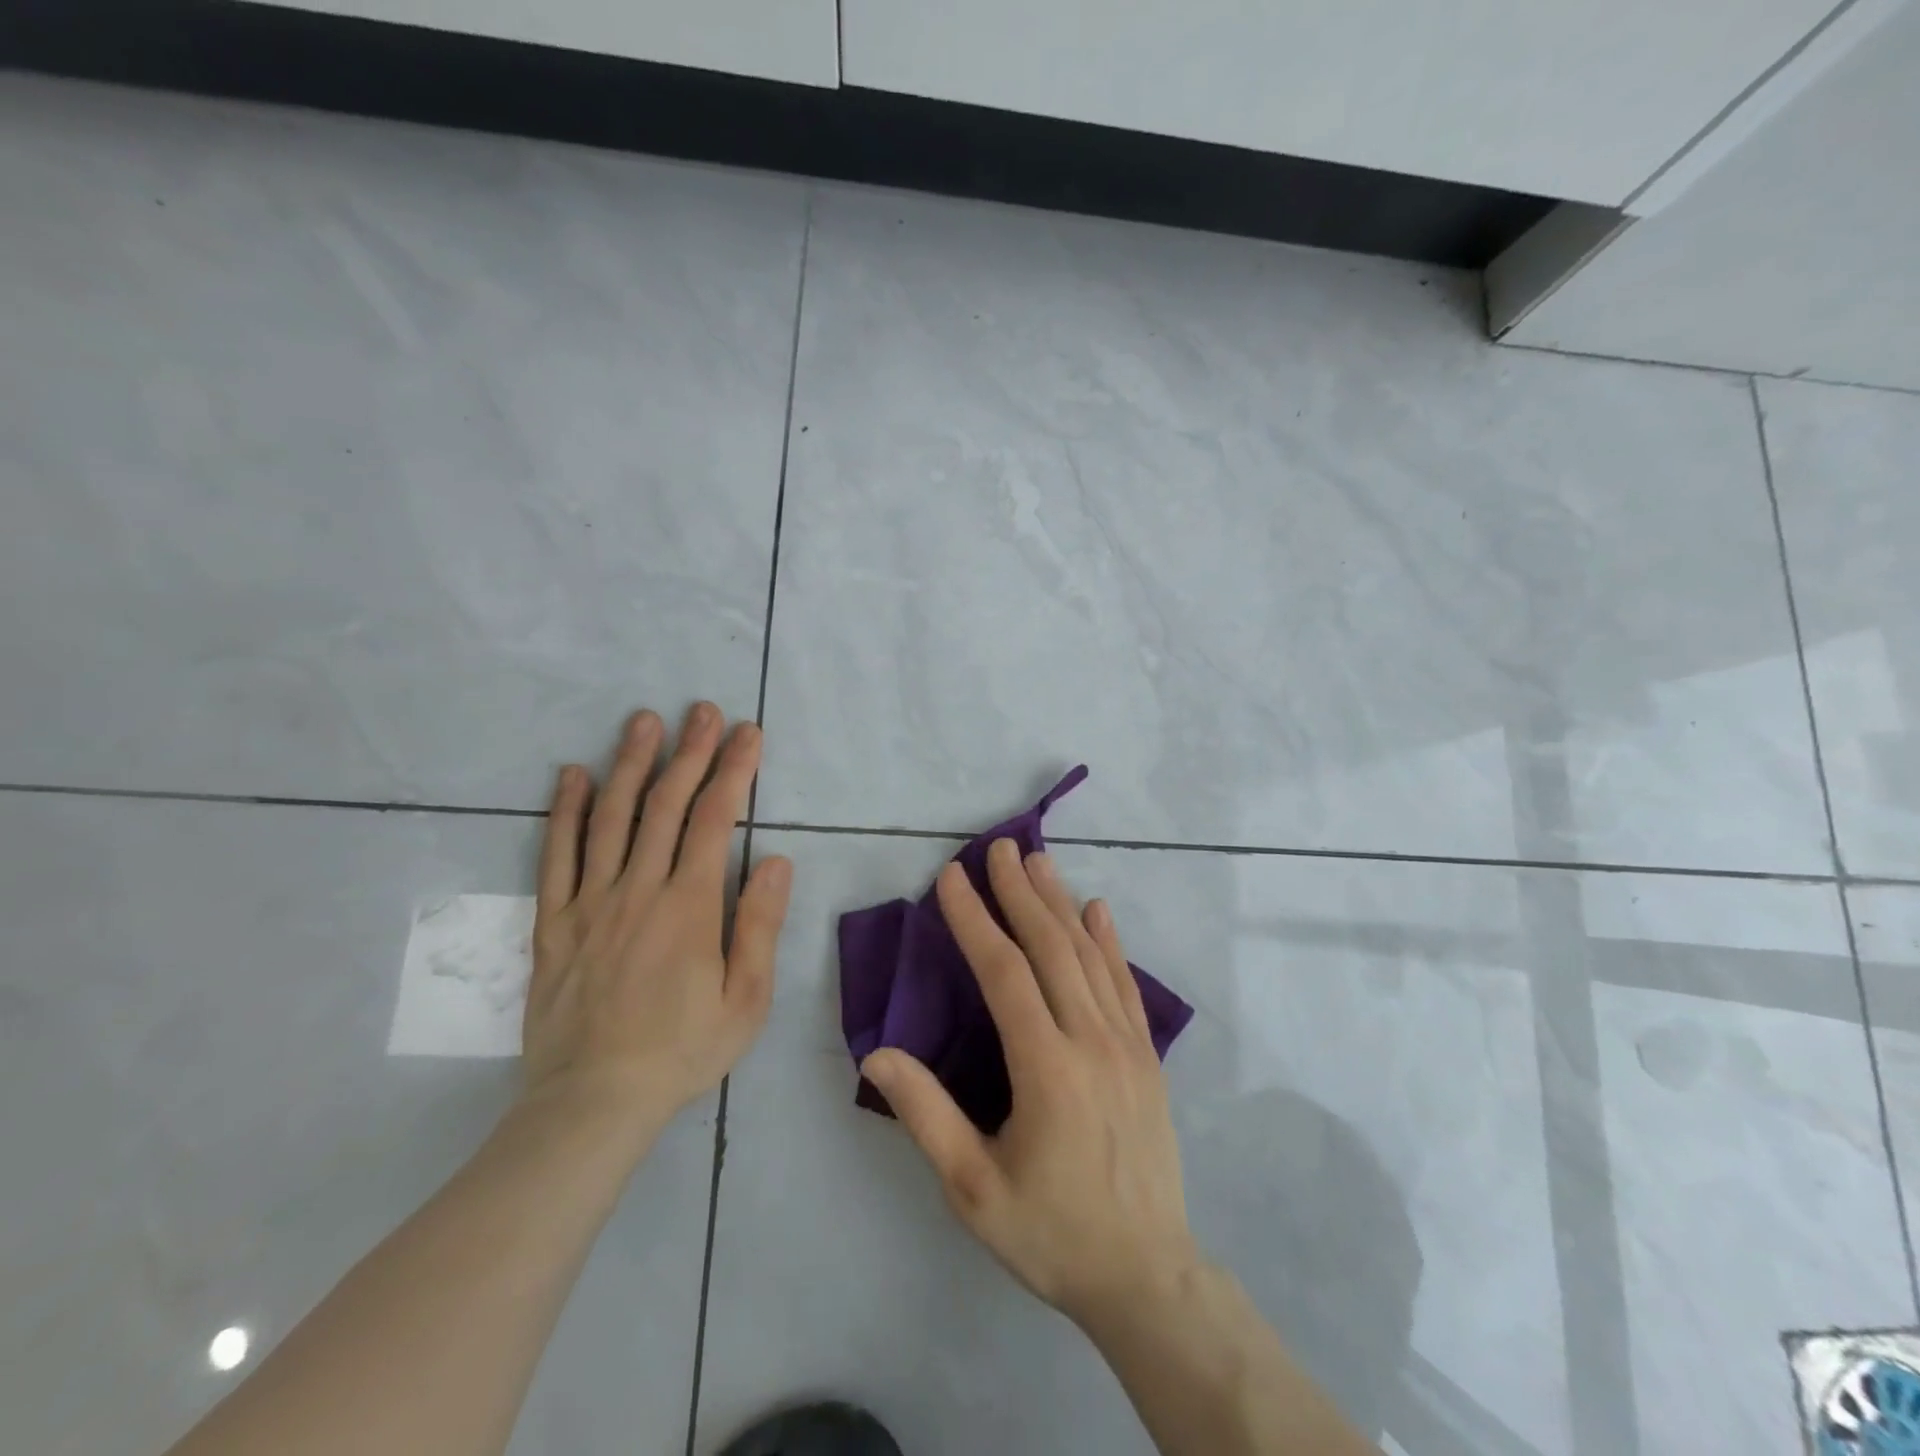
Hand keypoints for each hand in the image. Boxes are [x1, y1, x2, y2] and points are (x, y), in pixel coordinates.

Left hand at [522, 703, 791, 1131]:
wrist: (593, 1102)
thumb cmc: (683, 1051)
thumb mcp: (746, 999)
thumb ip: (759, 924)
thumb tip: (775, 858)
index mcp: (689, 907)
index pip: (714, 820)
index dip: (733, 771)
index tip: (747, 733)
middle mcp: (638, 890)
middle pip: (664, 805)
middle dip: (689, 752)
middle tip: (702, 710)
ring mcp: (589, 903)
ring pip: (610, 818)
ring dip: (629, 764)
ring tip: (643, 720)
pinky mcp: (554, 923)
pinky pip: (556, 856)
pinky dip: (564, 811)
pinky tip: (572, 775)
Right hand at [862, 841, 1198, 1328]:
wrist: (1148, 1276)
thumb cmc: (1050, 1233)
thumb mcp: (972, 1188)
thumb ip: (926, 1114)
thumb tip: (877, 1052)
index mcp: (1046, 1069)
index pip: (1004, 972)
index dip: (975, 920)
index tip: (952, 878)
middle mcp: (1091, 1041)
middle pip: (1051, 948)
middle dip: (1020, 892)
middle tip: (999, 847)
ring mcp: (1128, 1045)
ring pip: (1090, 956)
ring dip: (1060, 903)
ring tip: (1037, 862)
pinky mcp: (1148, 1056)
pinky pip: (1126, 984)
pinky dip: (1109, 941)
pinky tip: (1097, 910)